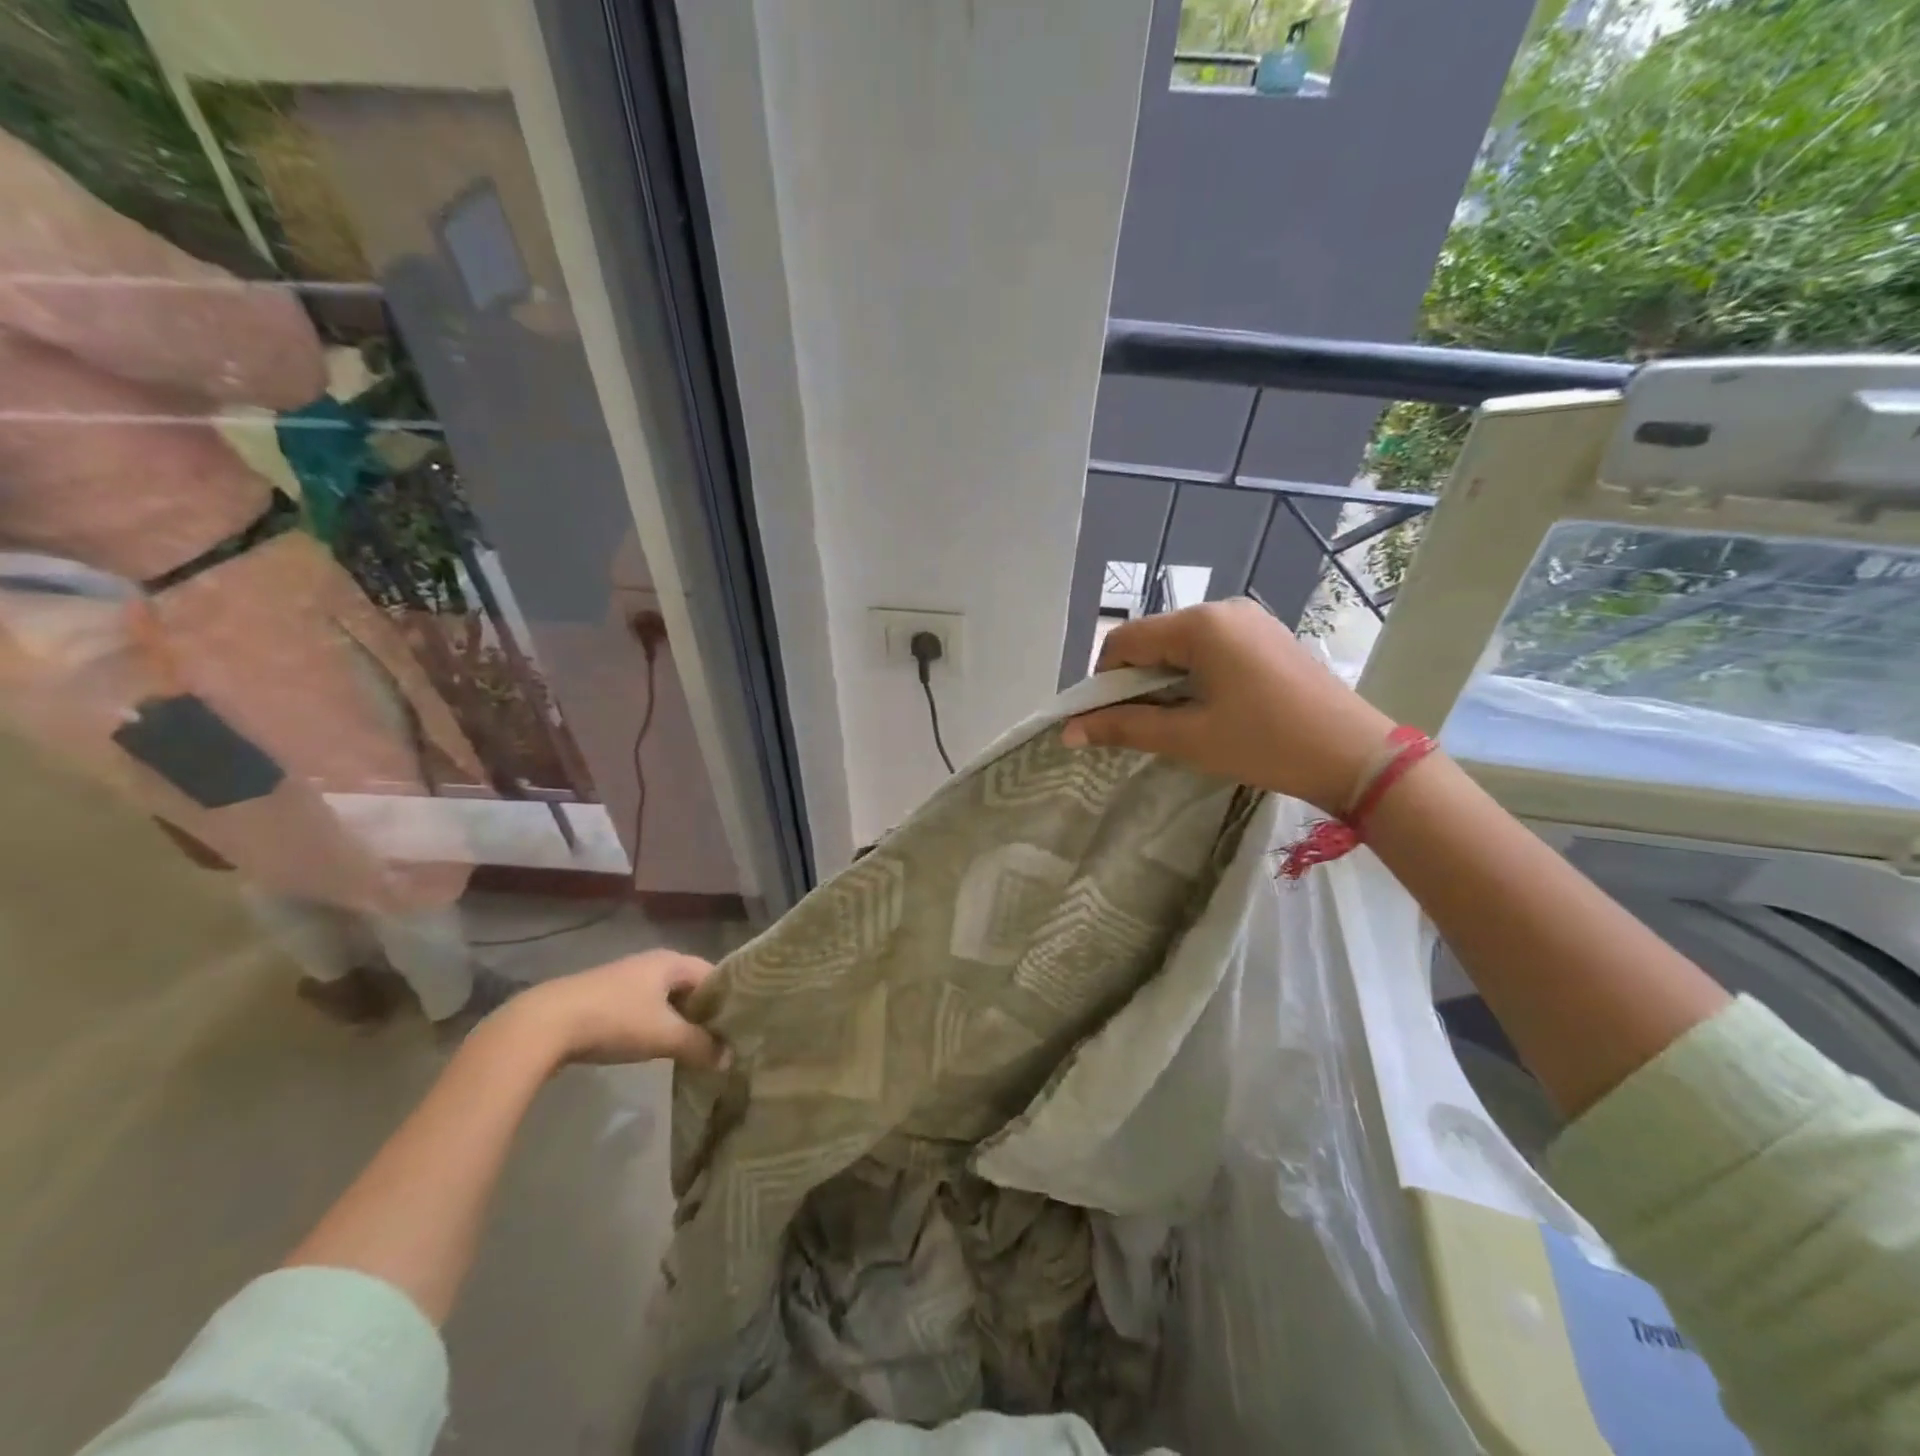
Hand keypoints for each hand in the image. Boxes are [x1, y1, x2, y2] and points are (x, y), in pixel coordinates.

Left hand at [506, 951, 727, 1069]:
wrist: (544, 1025)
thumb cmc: (615, 1020)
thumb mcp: (664, 1036)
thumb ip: (700, 1046)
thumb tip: (729, 1059)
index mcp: (671, 961)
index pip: (714, 974)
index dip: (729, 998)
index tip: (741, 1025)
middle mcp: (651, 963)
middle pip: (689, 987)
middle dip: (704, 1012)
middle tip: (721, 1041)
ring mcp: (625, 980)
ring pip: (665, 1000)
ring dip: (678, 1021)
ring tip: (692, 1048)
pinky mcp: (603, 999)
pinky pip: (643, 1010)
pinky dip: (655, 1026)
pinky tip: (654, 1048)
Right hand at [1062, 599, 1395, 811]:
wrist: (1355, 754)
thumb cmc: (1265, 744)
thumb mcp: (1188, 738)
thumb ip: (1124, 728)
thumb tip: (1068, 732)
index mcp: (1199, 625)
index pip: (1123, 641)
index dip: (1103, 681)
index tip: (1106, 720)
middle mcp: (1222, 609)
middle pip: (1152, 639)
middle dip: (1136, 682)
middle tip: (1143, 727)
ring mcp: (1249, 619)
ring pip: (1181, 645)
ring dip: (1165, 680)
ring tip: (1178, 722)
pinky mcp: (1267, 635)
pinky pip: (1211, 648)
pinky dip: (1194, 675)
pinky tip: (1209, 708)